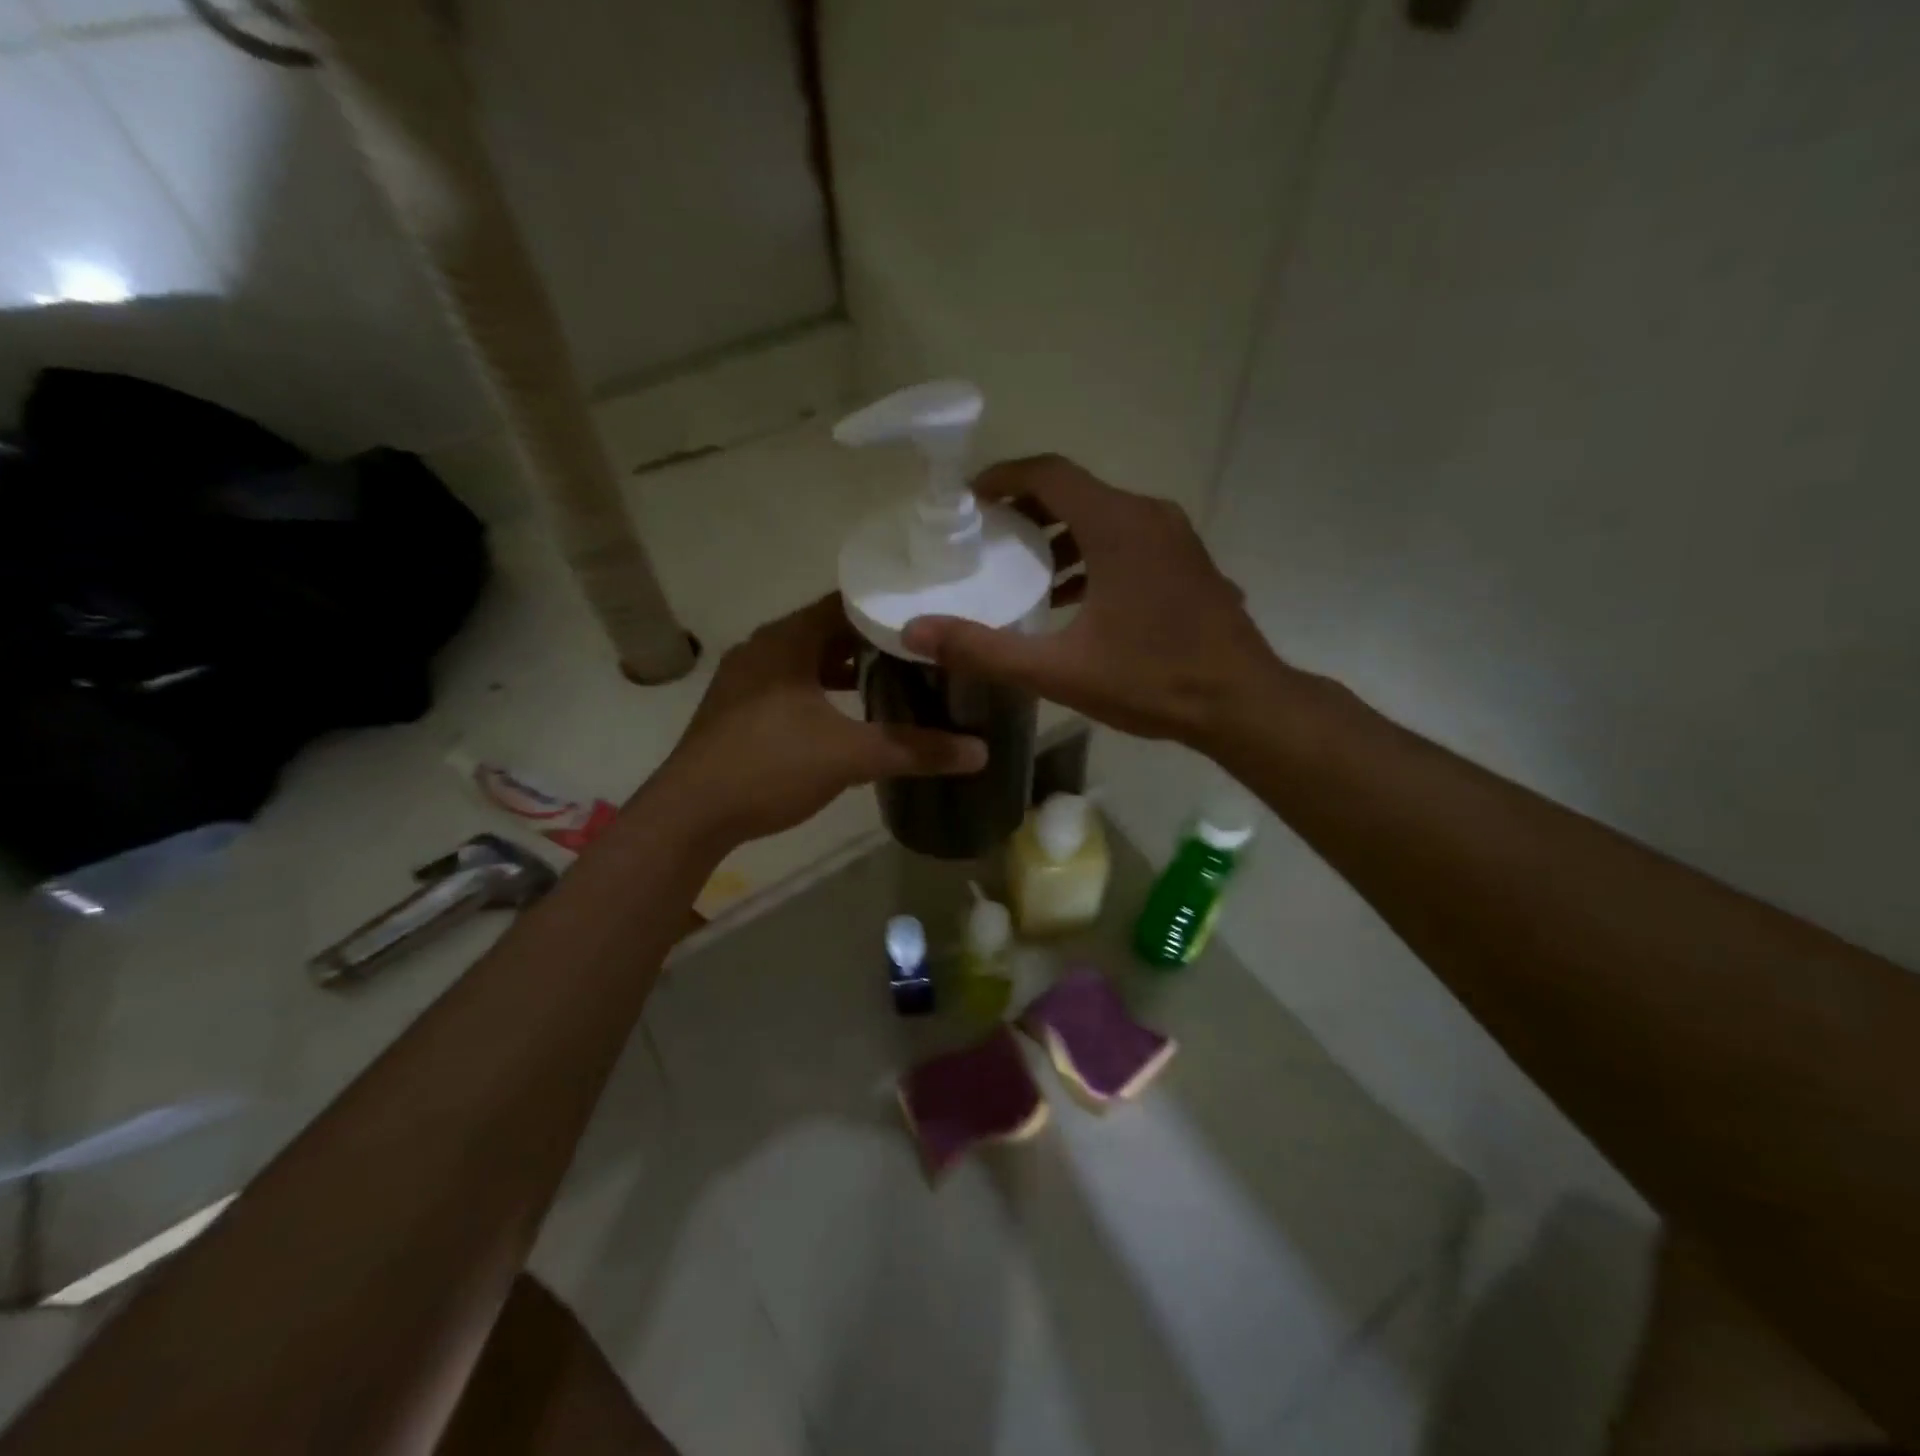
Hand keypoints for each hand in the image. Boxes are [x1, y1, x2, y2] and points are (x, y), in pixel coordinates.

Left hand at [652, 595, 986, 847]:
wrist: (690, 815)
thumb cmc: (769, 766)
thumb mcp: (850, 755)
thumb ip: (916, 749)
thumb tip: (980, 751)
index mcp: (787, 640)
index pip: (846, 603)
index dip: (888, 610)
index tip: (930, 619)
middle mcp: (763, 649)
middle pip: (828, 631)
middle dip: (874, 642)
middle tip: (923, 652)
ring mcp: (746, 680)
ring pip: (808, 661)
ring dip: (847, 669)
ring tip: (895, 679)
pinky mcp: (739, 709)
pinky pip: (791, 685)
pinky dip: (823, 692)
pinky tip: (849, 715)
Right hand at [901, 456, 1277, 746]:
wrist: (1242, 704)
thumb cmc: (1151, 680)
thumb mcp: (1058, 670)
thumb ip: (984, 649)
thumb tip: (915, 633)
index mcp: (1117, 525)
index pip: (1049, 473)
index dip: (1003, 477)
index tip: (969, 500)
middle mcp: (1149, 516)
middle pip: (1076, 491)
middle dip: (1027, 510)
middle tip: (988, 538)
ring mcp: (1176, 538)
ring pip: (1105, 516)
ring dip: (1061, 536)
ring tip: (1025, 571)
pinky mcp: (1189, 562)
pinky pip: (1130, 540)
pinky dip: (1094, 554)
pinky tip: (1075, 599)